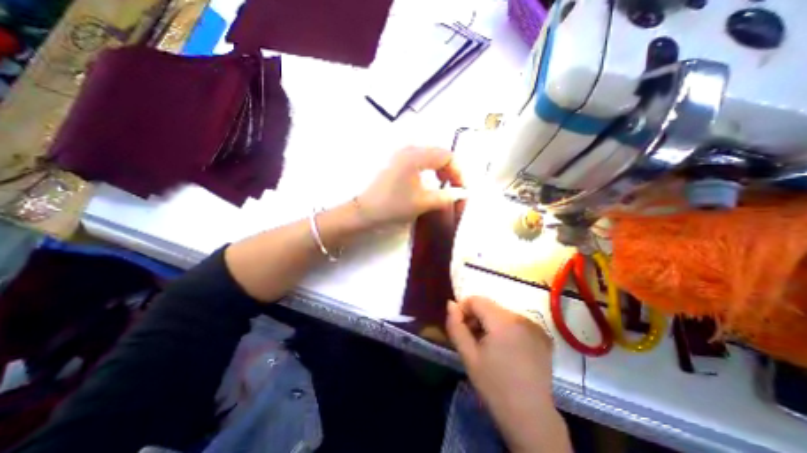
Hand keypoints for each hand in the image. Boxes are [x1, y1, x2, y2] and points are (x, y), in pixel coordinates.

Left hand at [356, 147, 463, 225]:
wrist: (366, 210)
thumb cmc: (394, 206)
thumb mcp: (423, 202)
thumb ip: (446, 196)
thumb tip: (462, 193)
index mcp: (416, 156)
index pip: (447, 156)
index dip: (458, 171)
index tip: (461, 189)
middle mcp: (409, 149)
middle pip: (439, 153)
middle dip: (450, 169)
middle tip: (454, 187)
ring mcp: (401, 154)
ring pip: (430, 156)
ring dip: (440, 169)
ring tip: (443, 184)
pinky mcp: (396, 161)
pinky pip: (420, 160)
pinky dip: (429, 168)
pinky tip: (429, 181)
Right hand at [445, 295, 569, 450]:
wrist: (531, 417)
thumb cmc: (494, 386)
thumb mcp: (468, 355)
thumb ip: (455, 326)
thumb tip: (450, 304)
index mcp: (502, 321)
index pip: (476, 300)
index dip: (463, 309)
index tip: (460, 327)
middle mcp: (520, 317)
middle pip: (489, 306)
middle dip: (476, 317)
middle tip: (472, 339)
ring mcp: (534, 326)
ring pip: (501, 313)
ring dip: (490, 323)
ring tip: (488, 346)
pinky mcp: (542, 335)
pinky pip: (515, 322)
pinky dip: (505, 329)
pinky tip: (504, 349)